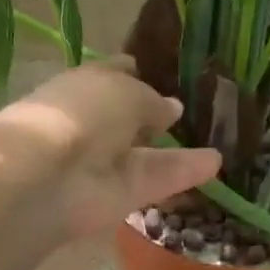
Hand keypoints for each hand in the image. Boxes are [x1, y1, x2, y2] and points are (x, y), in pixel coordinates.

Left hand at [0, 58, 221, 239]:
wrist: (49, 174)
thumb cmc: (82, 112)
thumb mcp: (127, 91)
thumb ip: (153, 101)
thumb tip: (172, 109)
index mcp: (88, 84)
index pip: (117, 74)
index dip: (142, 72)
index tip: (173, 73)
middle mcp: (97, 122)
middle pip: (134, 118)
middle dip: (162, 117)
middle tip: (202, 114)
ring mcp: (108, 162)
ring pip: (149, 154)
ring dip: (180, 149)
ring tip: (220, 143)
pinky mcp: (122, 196)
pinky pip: (156, 180)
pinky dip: (184, 173)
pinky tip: (216, 164)